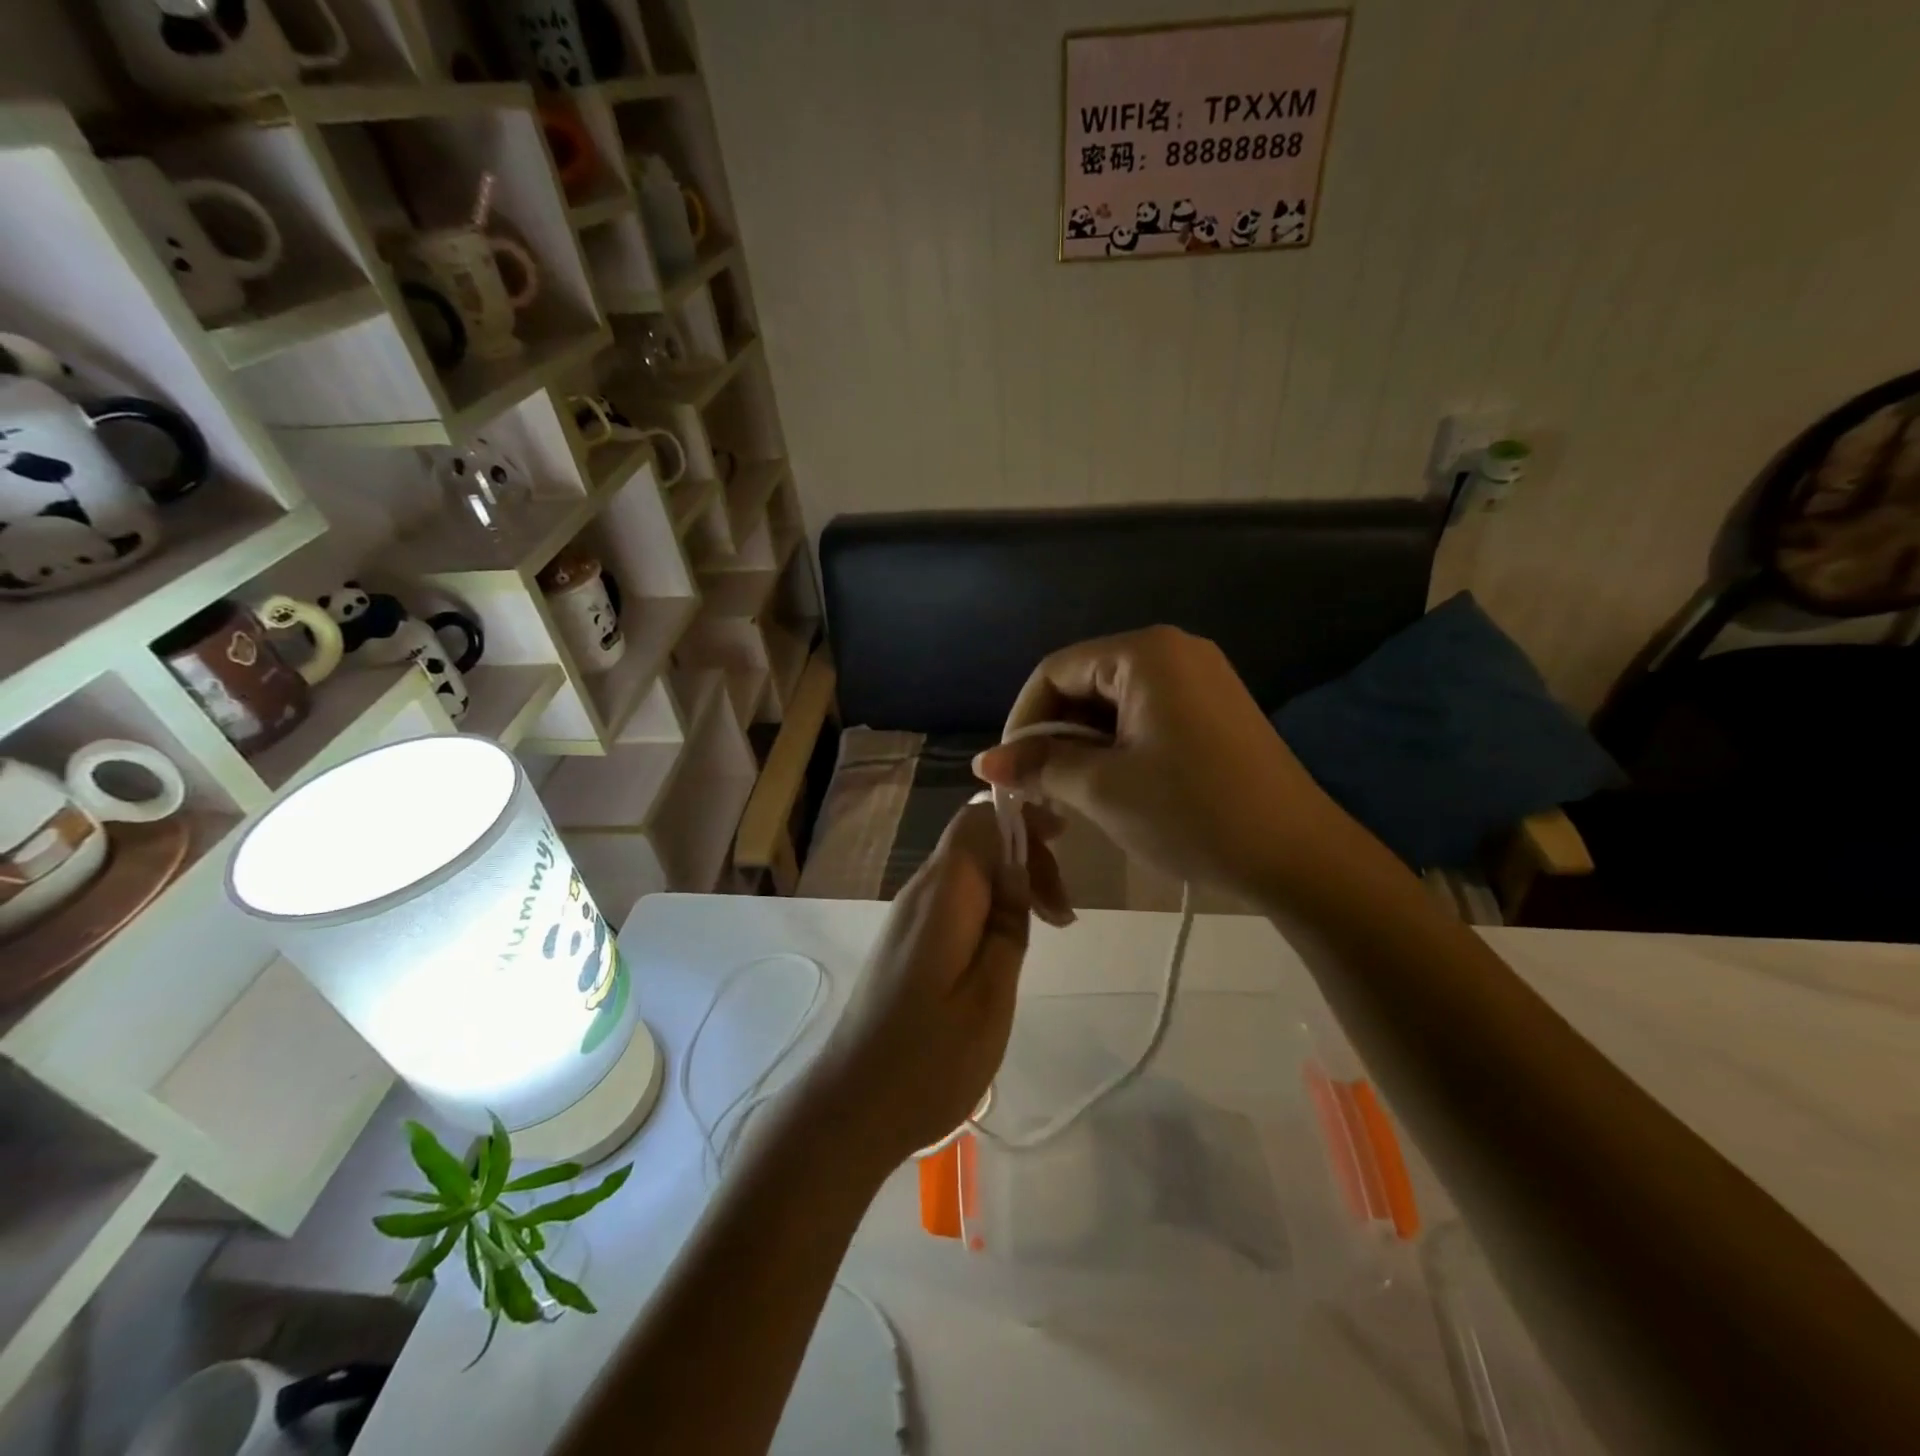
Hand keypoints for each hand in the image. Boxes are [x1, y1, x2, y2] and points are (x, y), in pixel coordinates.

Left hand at [800, 802, 1066, 1176]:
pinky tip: (1009, 945)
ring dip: (1012, 884)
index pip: (978, 820)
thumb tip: (1019, 871)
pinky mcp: (906, 943)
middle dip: (1026, 858)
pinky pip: (955, 900)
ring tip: (1050, 926)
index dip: (1023, 818)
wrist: (850, 1109)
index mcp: (941, 895)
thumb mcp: (989, 997)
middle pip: (976, 842)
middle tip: (1064, 913)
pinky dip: (991, 906)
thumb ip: (1007, 926)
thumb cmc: (927, 1062)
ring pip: (968, 871)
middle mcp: (919, 893)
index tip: (1065, 843)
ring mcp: (908, 918)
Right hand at [973, 626, 1342, 901]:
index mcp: (1145, 653)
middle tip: (1035, 790)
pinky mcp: (1213, 711)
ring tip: (1066, 796)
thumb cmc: (1193, 813)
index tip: (1006, 771)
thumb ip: (1039, 766)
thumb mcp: (1103, 788)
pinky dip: (1115, 748)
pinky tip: (1107, 787)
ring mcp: (1199, 680)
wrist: (1299, 857)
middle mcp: (1174, 651)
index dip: (1022, 721)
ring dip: (1081, 747)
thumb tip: (984, 761)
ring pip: (1112, 704)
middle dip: (1052, 736)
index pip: (1055, 671)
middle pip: (1084, 684)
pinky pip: (1144, 717)